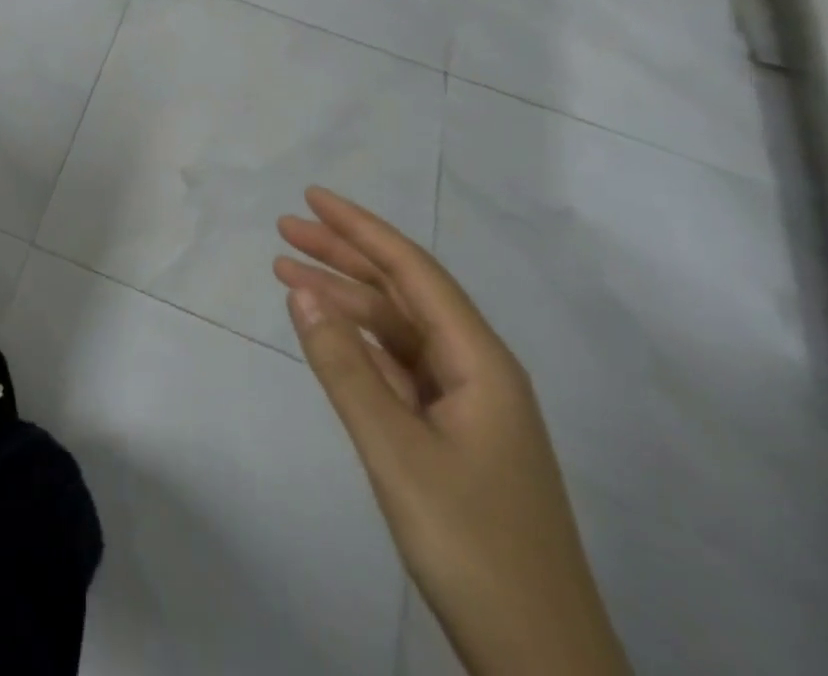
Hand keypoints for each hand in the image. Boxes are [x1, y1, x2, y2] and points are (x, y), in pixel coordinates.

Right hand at [275, 187, 630, 675]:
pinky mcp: (454, 438)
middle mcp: (477, 370)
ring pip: (398, 331)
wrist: (542, 665)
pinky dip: (360, 344)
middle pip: (403, 293)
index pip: (412, 271)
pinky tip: (329, 335)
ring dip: (346, 300)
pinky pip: (399, 368)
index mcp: (480, 361)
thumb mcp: (396, 451)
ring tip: (288, 275)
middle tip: (285, 231)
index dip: (360, 228)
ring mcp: (468, 406)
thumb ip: (345, 367)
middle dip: (344, 256)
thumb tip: (302, 292)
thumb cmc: (473, 547)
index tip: (311, 198)